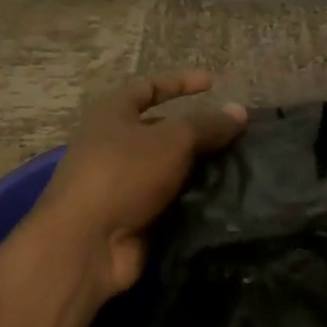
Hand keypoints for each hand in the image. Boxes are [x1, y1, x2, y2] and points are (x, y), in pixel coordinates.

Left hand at [36, 72, 247, 305]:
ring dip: (200, 168)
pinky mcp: (133, 217)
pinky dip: (194, 199)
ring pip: (170, 168)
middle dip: (198, 132)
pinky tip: (225, 198)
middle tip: (236, 136)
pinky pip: (170, 200)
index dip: (180, 83)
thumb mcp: (173, 140)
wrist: (87, 244)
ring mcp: (122, 184)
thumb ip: (208, 125)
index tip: (213, 84)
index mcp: (112, 115)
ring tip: (239, 167)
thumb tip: (240, 112)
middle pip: (162, 131)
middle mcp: (113, 146)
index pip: (149, 88)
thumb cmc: (124, 173)